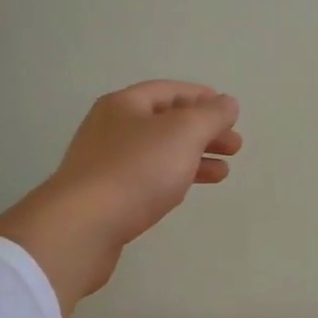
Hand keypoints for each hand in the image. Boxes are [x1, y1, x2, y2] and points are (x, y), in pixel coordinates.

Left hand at [0, 81, 241, 317]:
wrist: (83, 227)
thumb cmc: (136, 170)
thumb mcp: (183, 133)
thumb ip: (211, 115)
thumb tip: (227, 103)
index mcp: (124, 105)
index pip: (169, 91)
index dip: (201, 98)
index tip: (229, 112)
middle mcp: (111, 128)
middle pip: (165, 122)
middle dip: (203, 131)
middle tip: (234, 146)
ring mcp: (104, 164)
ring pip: (158, 153)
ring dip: (192, 158)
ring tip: (222, 173)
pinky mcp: (104, 197)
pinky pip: (146, 179)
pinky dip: (172, 179)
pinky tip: (185, 191)